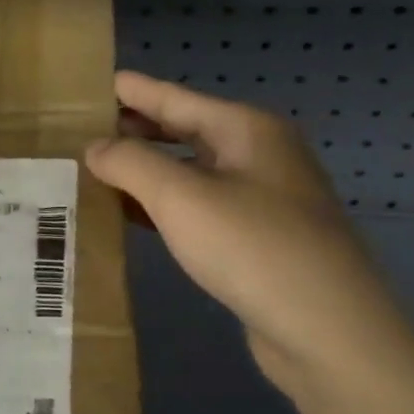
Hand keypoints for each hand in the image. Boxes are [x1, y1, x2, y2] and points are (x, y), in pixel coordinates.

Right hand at [85, 71, 413, 397]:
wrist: (327, 330)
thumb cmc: (252, 247)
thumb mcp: (181, 197)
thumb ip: (131, 164)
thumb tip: (96, 148)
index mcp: (247, 130)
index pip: (177, 99)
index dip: (135, 91)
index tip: (95, 83)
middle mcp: (259, 156)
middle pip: (187, 132)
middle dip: (137, 131)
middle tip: (86, 130)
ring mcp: (263, 200)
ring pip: (193, 173)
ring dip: (148, 172)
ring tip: (99, 171)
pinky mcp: (259, 241)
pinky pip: (201, 209)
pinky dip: (165, 207)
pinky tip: (133, 217)